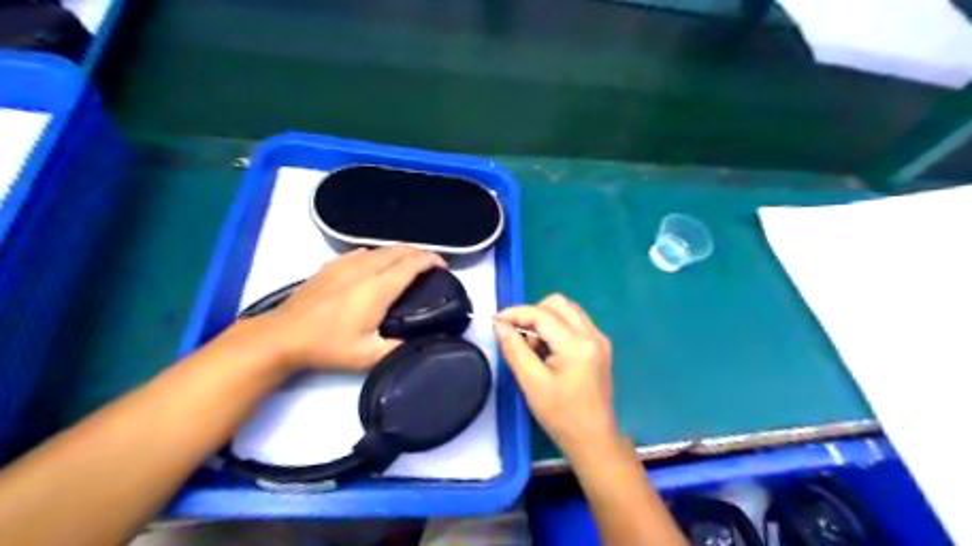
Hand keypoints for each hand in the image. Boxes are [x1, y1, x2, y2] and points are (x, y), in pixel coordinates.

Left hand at [252, 245, 444, 372]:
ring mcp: (345, 264)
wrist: (283, 336)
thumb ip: (398, 349)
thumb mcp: (367, 357)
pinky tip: (376, 263)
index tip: (443, 265)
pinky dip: (378, 254)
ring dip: (400, 251)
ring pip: (380, 249)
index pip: (411, 264)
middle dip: (419, 252)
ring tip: (408, 263)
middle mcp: (364, 269)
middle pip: (399, 250)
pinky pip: (362, 252)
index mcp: (377, 288)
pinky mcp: (330, 266)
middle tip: (430, 264)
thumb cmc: (327, 346)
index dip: (431, 260)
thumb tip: (420, 343)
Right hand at [494, 296, 614, 458]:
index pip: (541, 314)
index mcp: (577, 344)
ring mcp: (599, 339)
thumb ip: (514, 349)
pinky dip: (556, 328)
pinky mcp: (599, 346)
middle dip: (532, 314)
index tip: (495, 320)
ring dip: (545, 320)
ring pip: (567, 311)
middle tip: (519, 337)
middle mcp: (592, 334)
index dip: (515, 313)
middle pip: (558, 303)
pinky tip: (547, 351)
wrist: (593, 440)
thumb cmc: (561, 415)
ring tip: (533, 347)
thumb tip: (500, 325)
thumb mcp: (531, 382)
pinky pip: (574, 323)